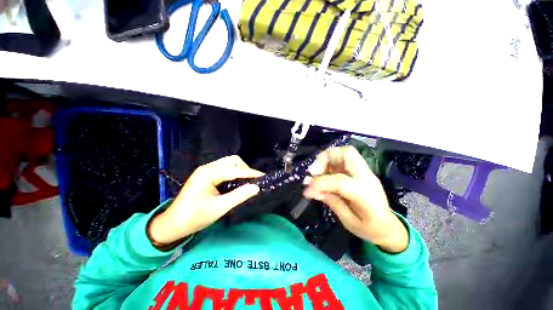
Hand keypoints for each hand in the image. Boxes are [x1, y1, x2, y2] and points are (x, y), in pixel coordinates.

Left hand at [149, 155, 262, 244]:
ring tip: (248, 181)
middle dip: (245, 169)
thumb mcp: (219, 208)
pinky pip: (225, 169)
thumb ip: (239, 195)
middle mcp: (208, 167)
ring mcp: (207, 170)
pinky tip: (238, 181)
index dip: (251, 173)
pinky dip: (235, 173)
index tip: (263, 176)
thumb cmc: (194, 217)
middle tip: (254, 180)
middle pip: (232, 161)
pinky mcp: (207, 175)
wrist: (173, 224)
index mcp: (208, 173)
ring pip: (229, 164)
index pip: (235, 169)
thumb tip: (256, 187)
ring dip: (240, 170)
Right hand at [303, 146, 408, 252]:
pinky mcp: (361, 171)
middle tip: (314, 171)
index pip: (341, 181)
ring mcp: (365, 172)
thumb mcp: (349, 222)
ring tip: (317, 172)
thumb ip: (331, 202)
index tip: (307, 188)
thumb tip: (309, 190)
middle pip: (347, 153)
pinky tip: (325, 173)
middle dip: (326, 158)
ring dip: (327, 158)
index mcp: (366, 196)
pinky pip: (344, 158)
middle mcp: (367, 178)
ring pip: (346, 152)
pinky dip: (331, 162)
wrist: (389, 227)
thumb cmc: (370, 229)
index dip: (321, 182)